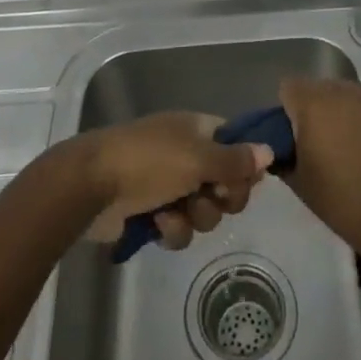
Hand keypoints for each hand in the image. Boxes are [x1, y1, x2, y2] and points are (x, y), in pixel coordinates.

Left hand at [72, 112, 272, 250]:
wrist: (91, 186)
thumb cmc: (148, 161)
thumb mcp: (197, 158)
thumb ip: (235, 160)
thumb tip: (269, 151)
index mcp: (196, 130)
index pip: (236, 145)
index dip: (244, 165)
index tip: (245, 180)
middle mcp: (185, 154)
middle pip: (224, 183)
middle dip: (220, 198)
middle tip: (209, 196)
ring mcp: (167, 184)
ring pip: (204, 210)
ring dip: (194, 216)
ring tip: (174, 211)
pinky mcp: (151, 212)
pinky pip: (179, 228)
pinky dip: (171, 229)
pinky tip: (157, 225)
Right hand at [278, 78, 360, 254]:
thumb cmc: (341, 200)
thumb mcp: (298, 182)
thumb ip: (282, 156)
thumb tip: (279, 148)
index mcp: (313, 104)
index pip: (288, 88)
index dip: (285, 111)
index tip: (290, 137)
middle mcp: (340, 92)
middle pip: (316, 88)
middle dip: (311, 109)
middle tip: (314, 143)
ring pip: (341, 95)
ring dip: (336, 113)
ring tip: (341, 147)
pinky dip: (358, 121)